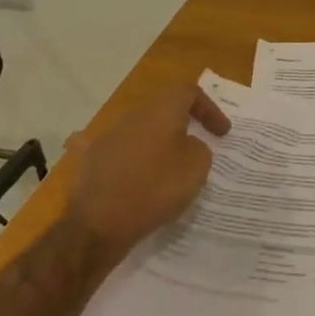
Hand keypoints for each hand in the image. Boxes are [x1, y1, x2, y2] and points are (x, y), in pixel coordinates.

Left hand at [63, 86, 229, 265]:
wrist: (100, 223)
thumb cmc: (156, 188)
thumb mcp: (197, 167)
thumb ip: (199, 147)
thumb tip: (187, 146)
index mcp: (161, 110)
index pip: (189, 93)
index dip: (210, 109)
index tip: (222, 133)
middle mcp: (133, 116)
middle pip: (163, 109)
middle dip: (183, 124)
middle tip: (199, 144)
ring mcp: (108, 137)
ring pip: (141, 130)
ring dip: (158, 142)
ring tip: (170, 165)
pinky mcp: (93, 161)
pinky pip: (120, 152)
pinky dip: (132, 159)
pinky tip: (134, 174)